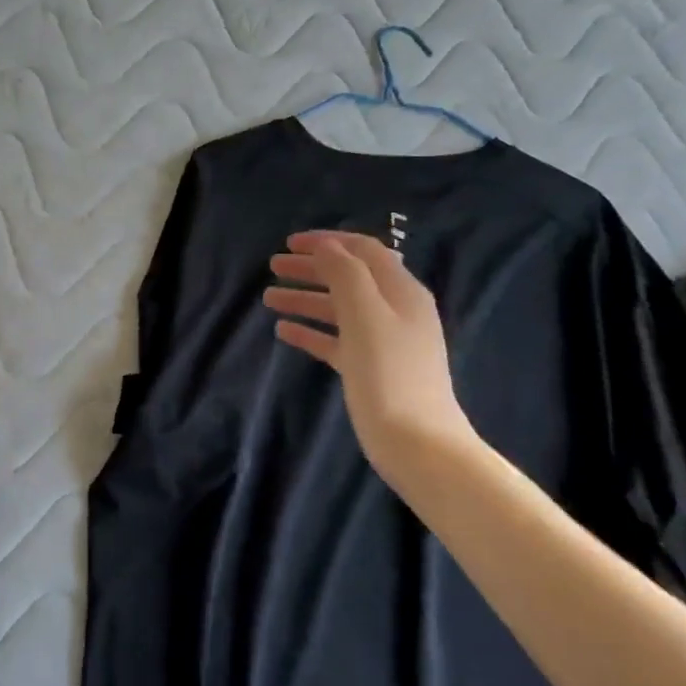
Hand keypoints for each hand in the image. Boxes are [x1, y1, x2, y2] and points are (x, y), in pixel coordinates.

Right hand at [263, 231, 478, 474]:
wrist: (417, 443)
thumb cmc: (389, 374)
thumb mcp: (366, 315)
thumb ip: (345, 274)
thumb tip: (326, 246)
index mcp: (400, 291)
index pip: (363, 251)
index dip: (327, 242)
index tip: (289, 243)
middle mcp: (394, 310)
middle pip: (348, 278)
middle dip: (311, 269)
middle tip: (273, 267)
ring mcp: (383, 341)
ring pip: (338, 309)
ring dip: (305, 299)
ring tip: (268, 299)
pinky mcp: (369, 369)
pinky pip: (335, 339)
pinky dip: (311, 331)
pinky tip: (284, 332)